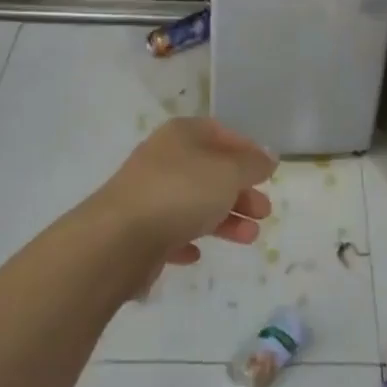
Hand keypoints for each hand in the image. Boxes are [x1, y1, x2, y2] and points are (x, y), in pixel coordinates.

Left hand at [97, 117, 275, 268]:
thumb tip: (268, 156)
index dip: (246, 149)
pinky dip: (188, 239)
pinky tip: (198, 253)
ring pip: (195, 203)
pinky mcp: (139, 230)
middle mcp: (164, 159)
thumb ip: (252, 165)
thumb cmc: (181, 192)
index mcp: (182, 135)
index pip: (220, 132)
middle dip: (240, 191)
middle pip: (210, 171)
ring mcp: (149, 195)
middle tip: (264, 212)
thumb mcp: (228, 172)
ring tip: (249, 237)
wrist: (119, 240)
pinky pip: (171, 231)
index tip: (267, 172)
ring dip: (225, 219)